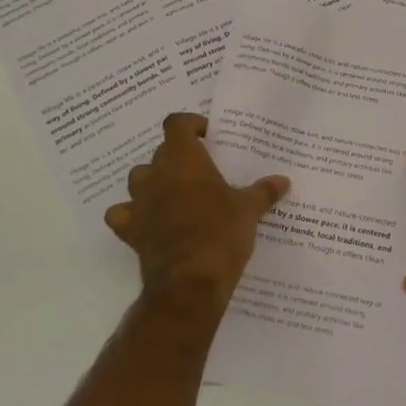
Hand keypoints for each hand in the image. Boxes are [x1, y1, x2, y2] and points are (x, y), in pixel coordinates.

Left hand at [104, 113, 289, 311]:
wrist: (189, 282)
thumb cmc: (221, 232)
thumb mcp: (249, 210)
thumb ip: (264, 191)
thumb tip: (283, 181)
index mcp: (185, 159)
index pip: (176, 124)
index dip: (190, 125)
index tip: (208, 137)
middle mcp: (157, 174)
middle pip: (161, 152)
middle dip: (178, 156)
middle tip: (202, 170)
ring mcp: (140, 202)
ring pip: (138, 178)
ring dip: (154, 181)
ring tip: (177, 193)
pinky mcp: (130, 231)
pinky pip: (122, 214)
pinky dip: (131, 213)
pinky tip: (147, 220)